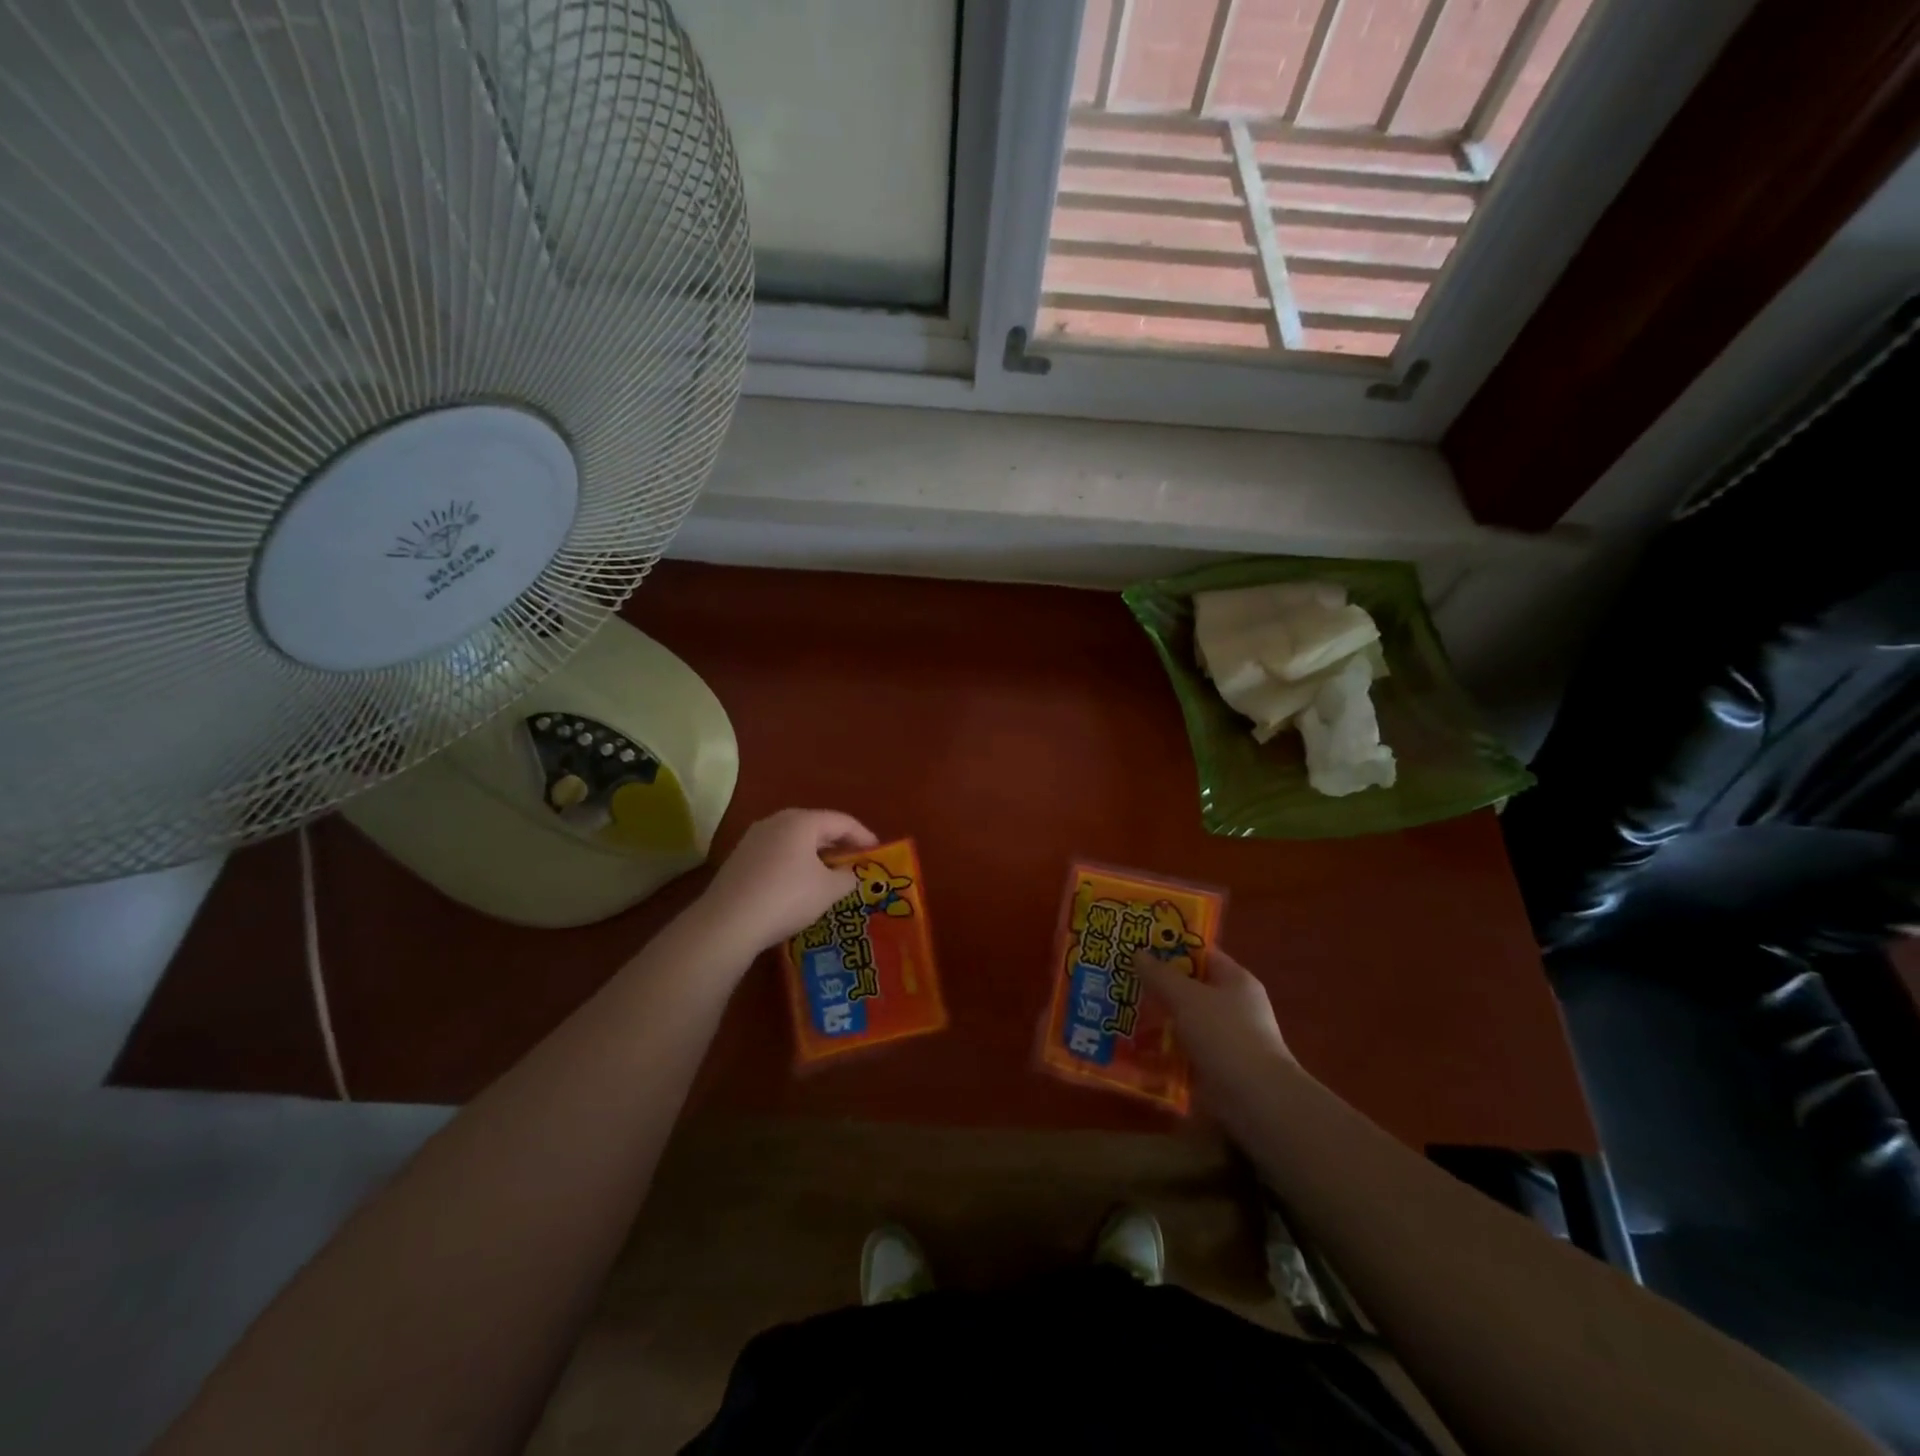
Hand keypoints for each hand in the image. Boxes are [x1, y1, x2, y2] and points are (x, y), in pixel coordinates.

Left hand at [699, 809, 876, 955]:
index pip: (842, 821)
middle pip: (817, 827)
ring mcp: (754, 838)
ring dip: (816, 854)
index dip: (864, 836)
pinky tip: (800, 884)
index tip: (878, 852)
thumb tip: (852, 874)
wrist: (728, 922)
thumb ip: (848, 877)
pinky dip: (795, 863)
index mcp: (802, 821)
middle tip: (856, 861)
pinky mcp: (740, 858)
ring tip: (831, 873)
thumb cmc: (787, 897)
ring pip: (795, 840)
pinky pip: (778, 853)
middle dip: (839, 844)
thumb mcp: (828, 890)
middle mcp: (777, 821)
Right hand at [1133, 949, 1297, 1123]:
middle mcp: (1233, 1006)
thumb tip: (1138, 952)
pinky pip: (1183, 1049)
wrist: (1255, 1099)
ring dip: (1158, 1019)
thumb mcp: (1187, 997)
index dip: (1171, 948)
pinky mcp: (1216, 1066)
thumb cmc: (1224, 1035)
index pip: (1201, 954)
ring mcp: (1225, 1038)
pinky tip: (1135, 1048)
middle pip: (1190, 988)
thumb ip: (1161, 975)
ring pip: (1184, 1020)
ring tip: (1120, 1014)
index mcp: (1235, 980)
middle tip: (1122, 980)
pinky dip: (1163, 1049)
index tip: (1138, 948)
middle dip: (1158, 986)